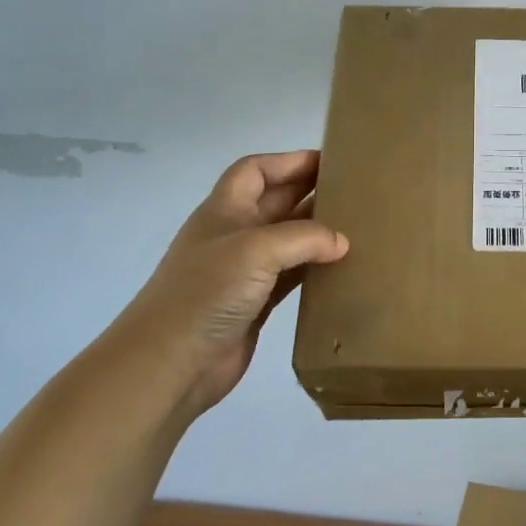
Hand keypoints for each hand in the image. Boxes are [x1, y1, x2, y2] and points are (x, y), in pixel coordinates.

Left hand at [122, 150, 348, 418]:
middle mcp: (234, 235)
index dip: (288, 161)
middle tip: (354, 191)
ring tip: (357, 227)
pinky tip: (342, 269)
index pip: (256, 170)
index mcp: (224, 210)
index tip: (329, 162)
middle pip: (276, 201)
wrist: (168, 364)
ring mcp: (244, 272)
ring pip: (288, 240)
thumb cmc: (205, 293)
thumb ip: (304, 237)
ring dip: (318, 232)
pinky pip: (292, 276)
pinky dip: (315, 269)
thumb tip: (341, 242)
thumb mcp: (256, 250)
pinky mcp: (255, 304)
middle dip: (310, 192)